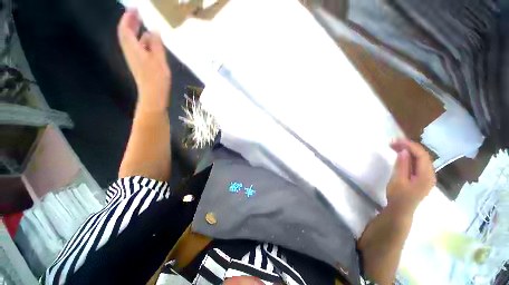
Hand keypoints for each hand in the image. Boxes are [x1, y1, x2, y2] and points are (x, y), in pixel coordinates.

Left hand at [117, 9, 170, 111]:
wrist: (153, 94)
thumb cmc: (156, 78)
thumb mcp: (158, 59)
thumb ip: (156, 43)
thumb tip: (154, 29)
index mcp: (132, 48)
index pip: (125, 28)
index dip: (128, 17)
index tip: (135, 8)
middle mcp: (130, 51)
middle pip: (126, 33)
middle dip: (130, 21)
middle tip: (138, 13)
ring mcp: (135, 58)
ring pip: (132, 40)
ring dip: (137, 31)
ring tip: (146, 24)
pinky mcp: (140, 64)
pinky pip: (138, 48)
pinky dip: (142, 41)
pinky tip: (151, 41)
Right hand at [386, 139, 434, 214]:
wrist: (401, 210)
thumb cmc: (398, 196)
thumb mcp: (398, 180)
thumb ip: (402, 165)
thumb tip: (404, 151)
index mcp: (426, 175)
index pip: (422, 155)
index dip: (410, 146)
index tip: (396, 141)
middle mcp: (430, 174)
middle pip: (422, 156)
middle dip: (409, 147)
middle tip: (393, 143)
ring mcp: (427, 176)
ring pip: (420, 159)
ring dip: (409, 151)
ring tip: (395, 147)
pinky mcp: (422, 178)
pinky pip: (418, 164)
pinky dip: (410, 157)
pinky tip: (402, 156)